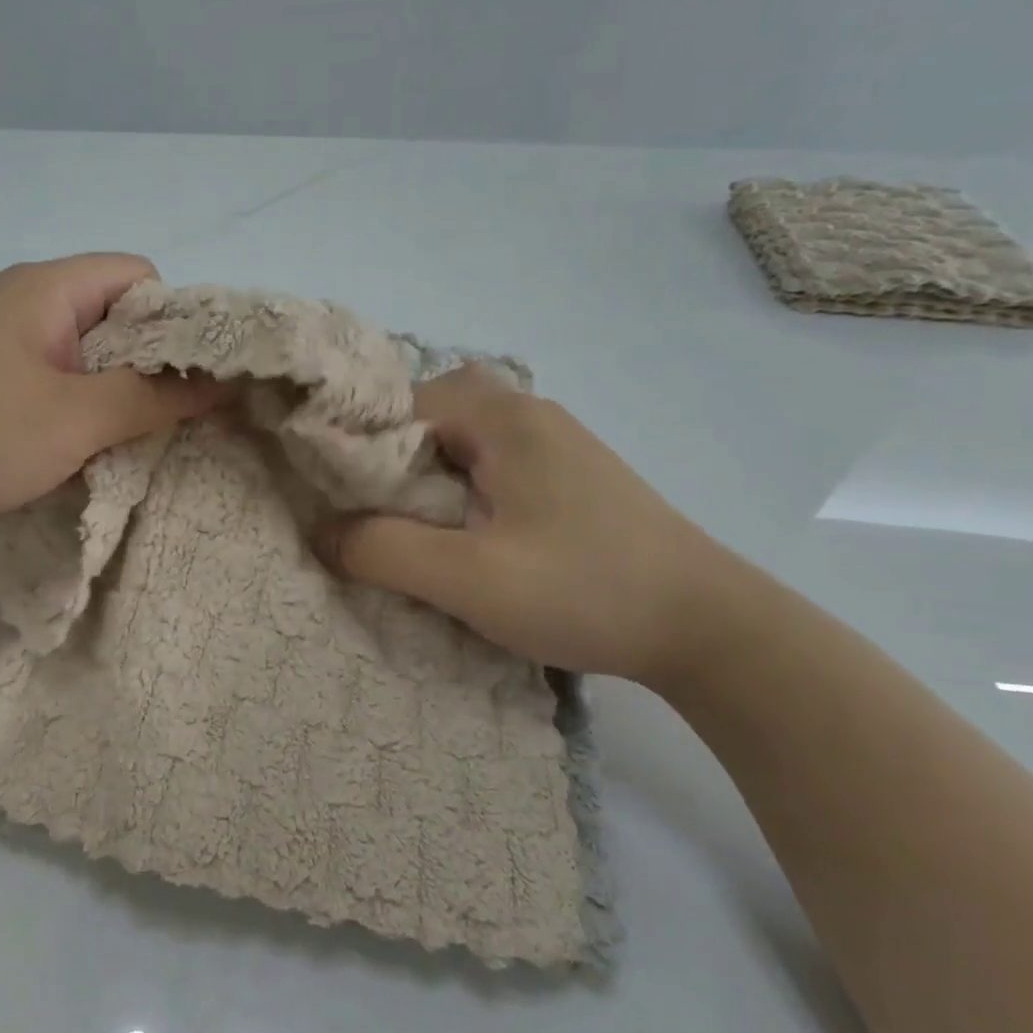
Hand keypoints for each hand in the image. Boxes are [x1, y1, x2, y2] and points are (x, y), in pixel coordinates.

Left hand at [0, 254, 221, 540]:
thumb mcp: (75, 420)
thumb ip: (153, 399)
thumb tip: (222, 382)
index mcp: (44, 287)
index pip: (138, 275)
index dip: (173, 320)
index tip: (186, 377)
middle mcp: (15, 300)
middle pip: (108, 315)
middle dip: (143, 364)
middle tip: (162, 418)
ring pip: (75, 353)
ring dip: (104, 393)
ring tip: (118, 440)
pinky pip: (40, 378)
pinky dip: (66, 407)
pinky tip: (67, 448)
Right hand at [318, 366, 729, 686]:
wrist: (709, 628)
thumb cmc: (584, 589)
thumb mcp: (469, 578)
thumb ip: (384, 550)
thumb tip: (323, 533)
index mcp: (503, 418)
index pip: (399, 404)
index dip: (358, 444)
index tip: (337, 494)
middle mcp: (529, 413)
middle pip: (430, 414)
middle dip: (391, 458)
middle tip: (373, 511)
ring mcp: (556, 441)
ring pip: (462, 439)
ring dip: (428, 475)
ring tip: (412, 527)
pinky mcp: (571, 474)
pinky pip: (493, 461)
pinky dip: (462, 487)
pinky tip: (466, 533)